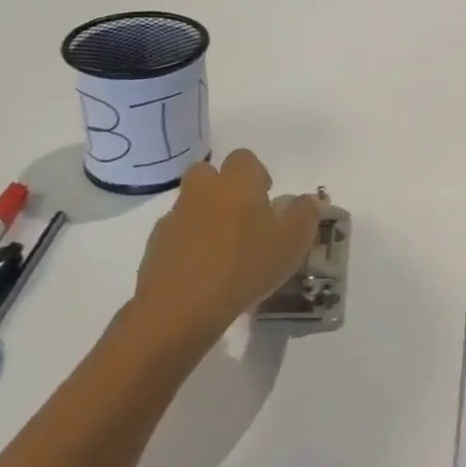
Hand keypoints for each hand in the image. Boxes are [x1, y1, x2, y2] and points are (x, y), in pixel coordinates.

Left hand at [123, 150, 320, 369]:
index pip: (244, 158)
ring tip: (224, 249)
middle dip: (223, 186)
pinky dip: (188, 243)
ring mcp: (175, 218)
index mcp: (237, 183)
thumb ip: (305, 214)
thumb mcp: (292, 242)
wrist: (181, 308)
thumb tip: (310, 199)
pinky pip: (176, 233)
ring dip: (205, 215)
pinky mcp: (155, 246)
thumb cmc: (246, 266)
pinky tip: (203, 270)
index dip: (256, 174)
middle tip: (243, 216)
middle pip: (208, 172)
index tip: (267, 198)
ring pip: (191, 203)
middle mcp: (203, 191)